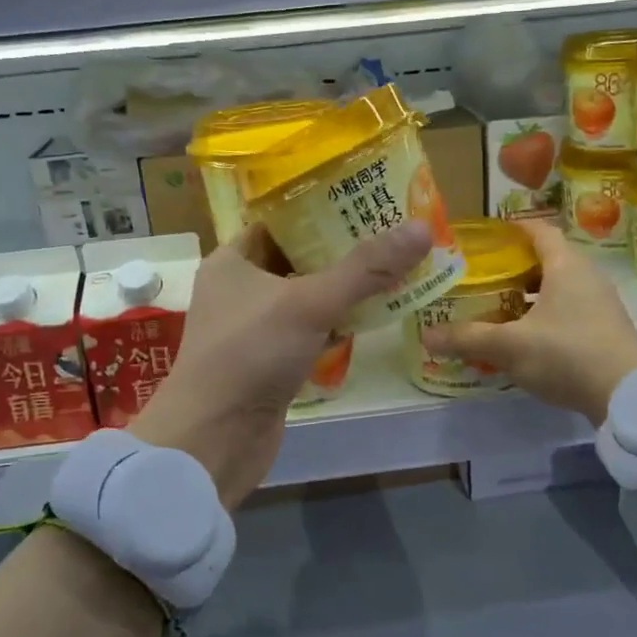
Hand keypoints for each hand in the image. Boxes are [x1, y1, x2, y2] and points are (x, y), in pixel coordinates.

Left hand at [133, 220, 432, 507]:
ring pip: (307, 297)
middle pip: (298, 258)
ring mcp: (255, 328)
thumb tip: (421, 228)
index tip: (366, 198)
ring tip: (395, 268)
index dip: (320, 208)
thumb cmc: (250, 353)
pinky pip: (309, 332)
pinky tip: (374, 317)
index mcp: (233, 260)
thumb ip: (365, 268)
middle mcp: (240, 289)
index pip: (280, 221)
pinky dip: (337, 324)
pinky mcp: (270, 362)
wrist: (214, 438)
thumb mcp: (309, 302)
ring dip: (344, 289)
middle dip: (343, 250)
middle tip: (393, 233)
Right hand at [420, 219, 636, 425]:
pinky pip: (568, 310)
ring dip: (528, 294)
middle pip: (546, 259)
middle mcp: (587, 276)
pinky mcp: (605, 329)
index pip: (538, 230)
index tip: (484, 237)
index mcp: (566, 265)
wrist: (628, 396)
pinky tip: (523, 336)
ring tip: (496, 307)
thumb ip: (467, 338)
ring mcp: (600, 303)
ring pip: (558, 287)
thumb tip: (426, 336)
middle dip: (512, 266)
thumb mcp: (510, 346)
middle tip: (480, 277)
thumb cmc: (566, 354)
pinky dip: (544, 315)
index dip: (511, 229)